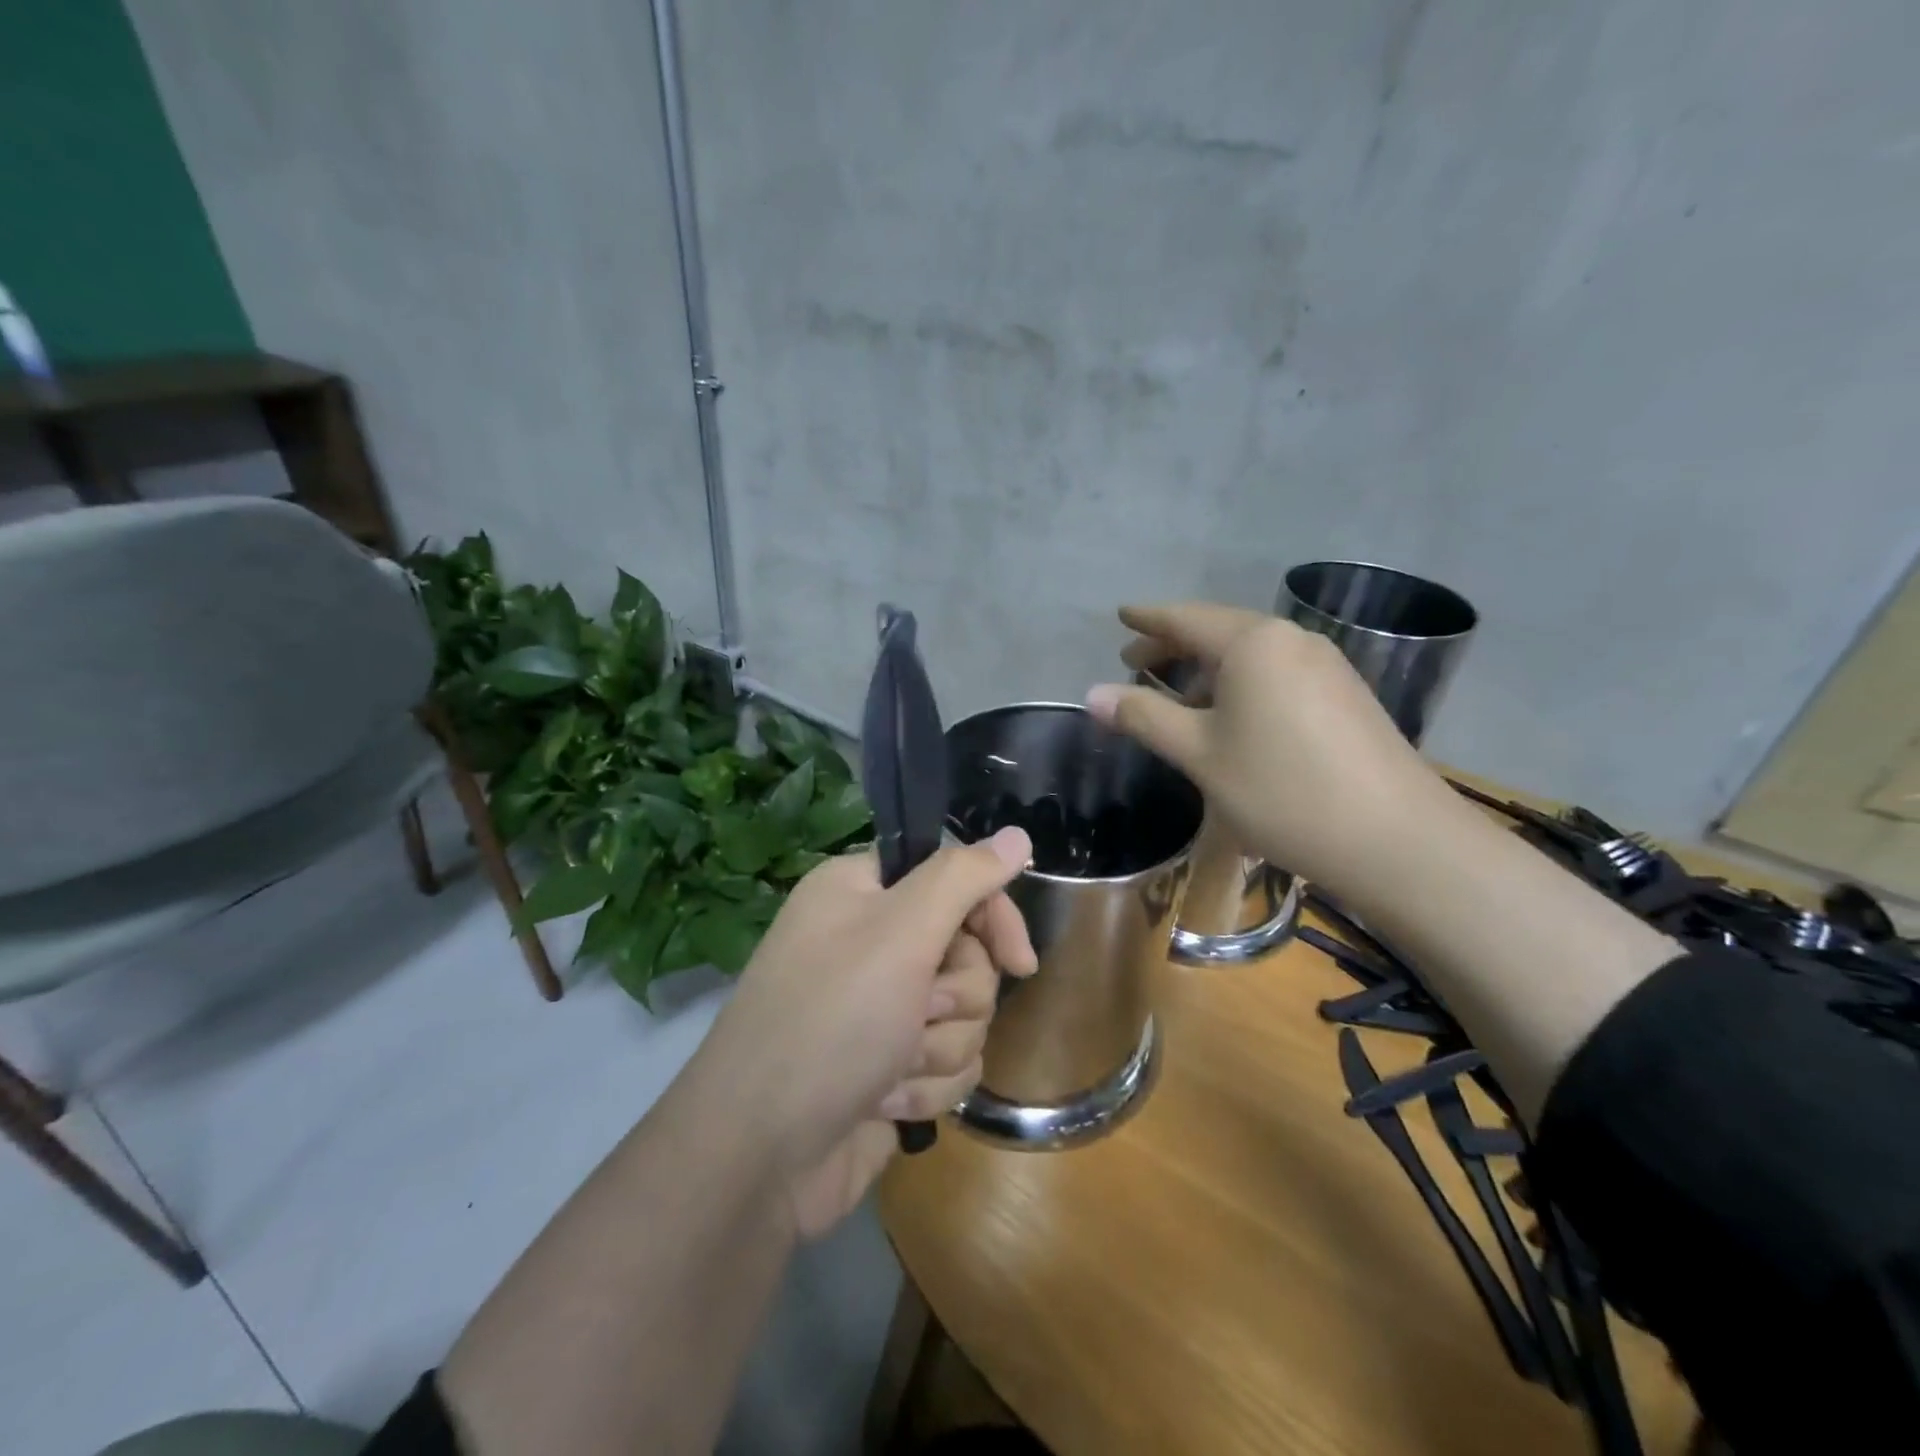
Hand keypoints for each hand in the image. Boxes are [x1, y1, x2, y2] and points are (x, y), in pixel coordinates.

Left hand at [703, 829, 1036, 1239]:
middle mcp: (871, 941)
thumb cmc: (831, 1022)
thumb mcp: (901, 933)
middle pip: (968, 952)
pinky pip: (948, 1061)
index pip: (953, 878)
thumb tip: (1017, 834)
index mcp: (863, 892)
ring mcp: (880, 1007)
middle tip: (920, 1012)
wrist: (760, 1156)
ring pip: (965, 1013)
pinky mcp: (890, 1064)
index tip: (1018, 961)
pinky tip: (885, 1102)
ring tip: (891, 1068)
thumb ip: (963, 877)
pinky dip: (926, 1085)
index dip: (991, 916)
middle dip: (956, 995)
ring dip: (939, 1046)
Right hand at [1086, 602, 1457, 901]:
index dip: (1147, 619)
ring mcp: (1325, 666)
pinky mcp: (1344, 695)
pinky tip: (1230, 718)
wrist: (1395, 839)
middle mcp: (1291, 640)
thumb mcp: (1200, 755)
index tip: (1120, 616)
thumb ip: (1144, 717)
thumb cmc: (1282, 790)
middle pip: (1218, 632)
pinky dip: (1240, 685)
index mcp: (1252, 643)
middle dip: (1173, 646)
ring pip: (1250, 655)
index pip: (1185, 618)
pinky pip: (1276, 674)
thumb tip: (1092, 695)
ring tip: (1176, 697)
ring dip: (1207, 669)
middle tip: (1134, 662)